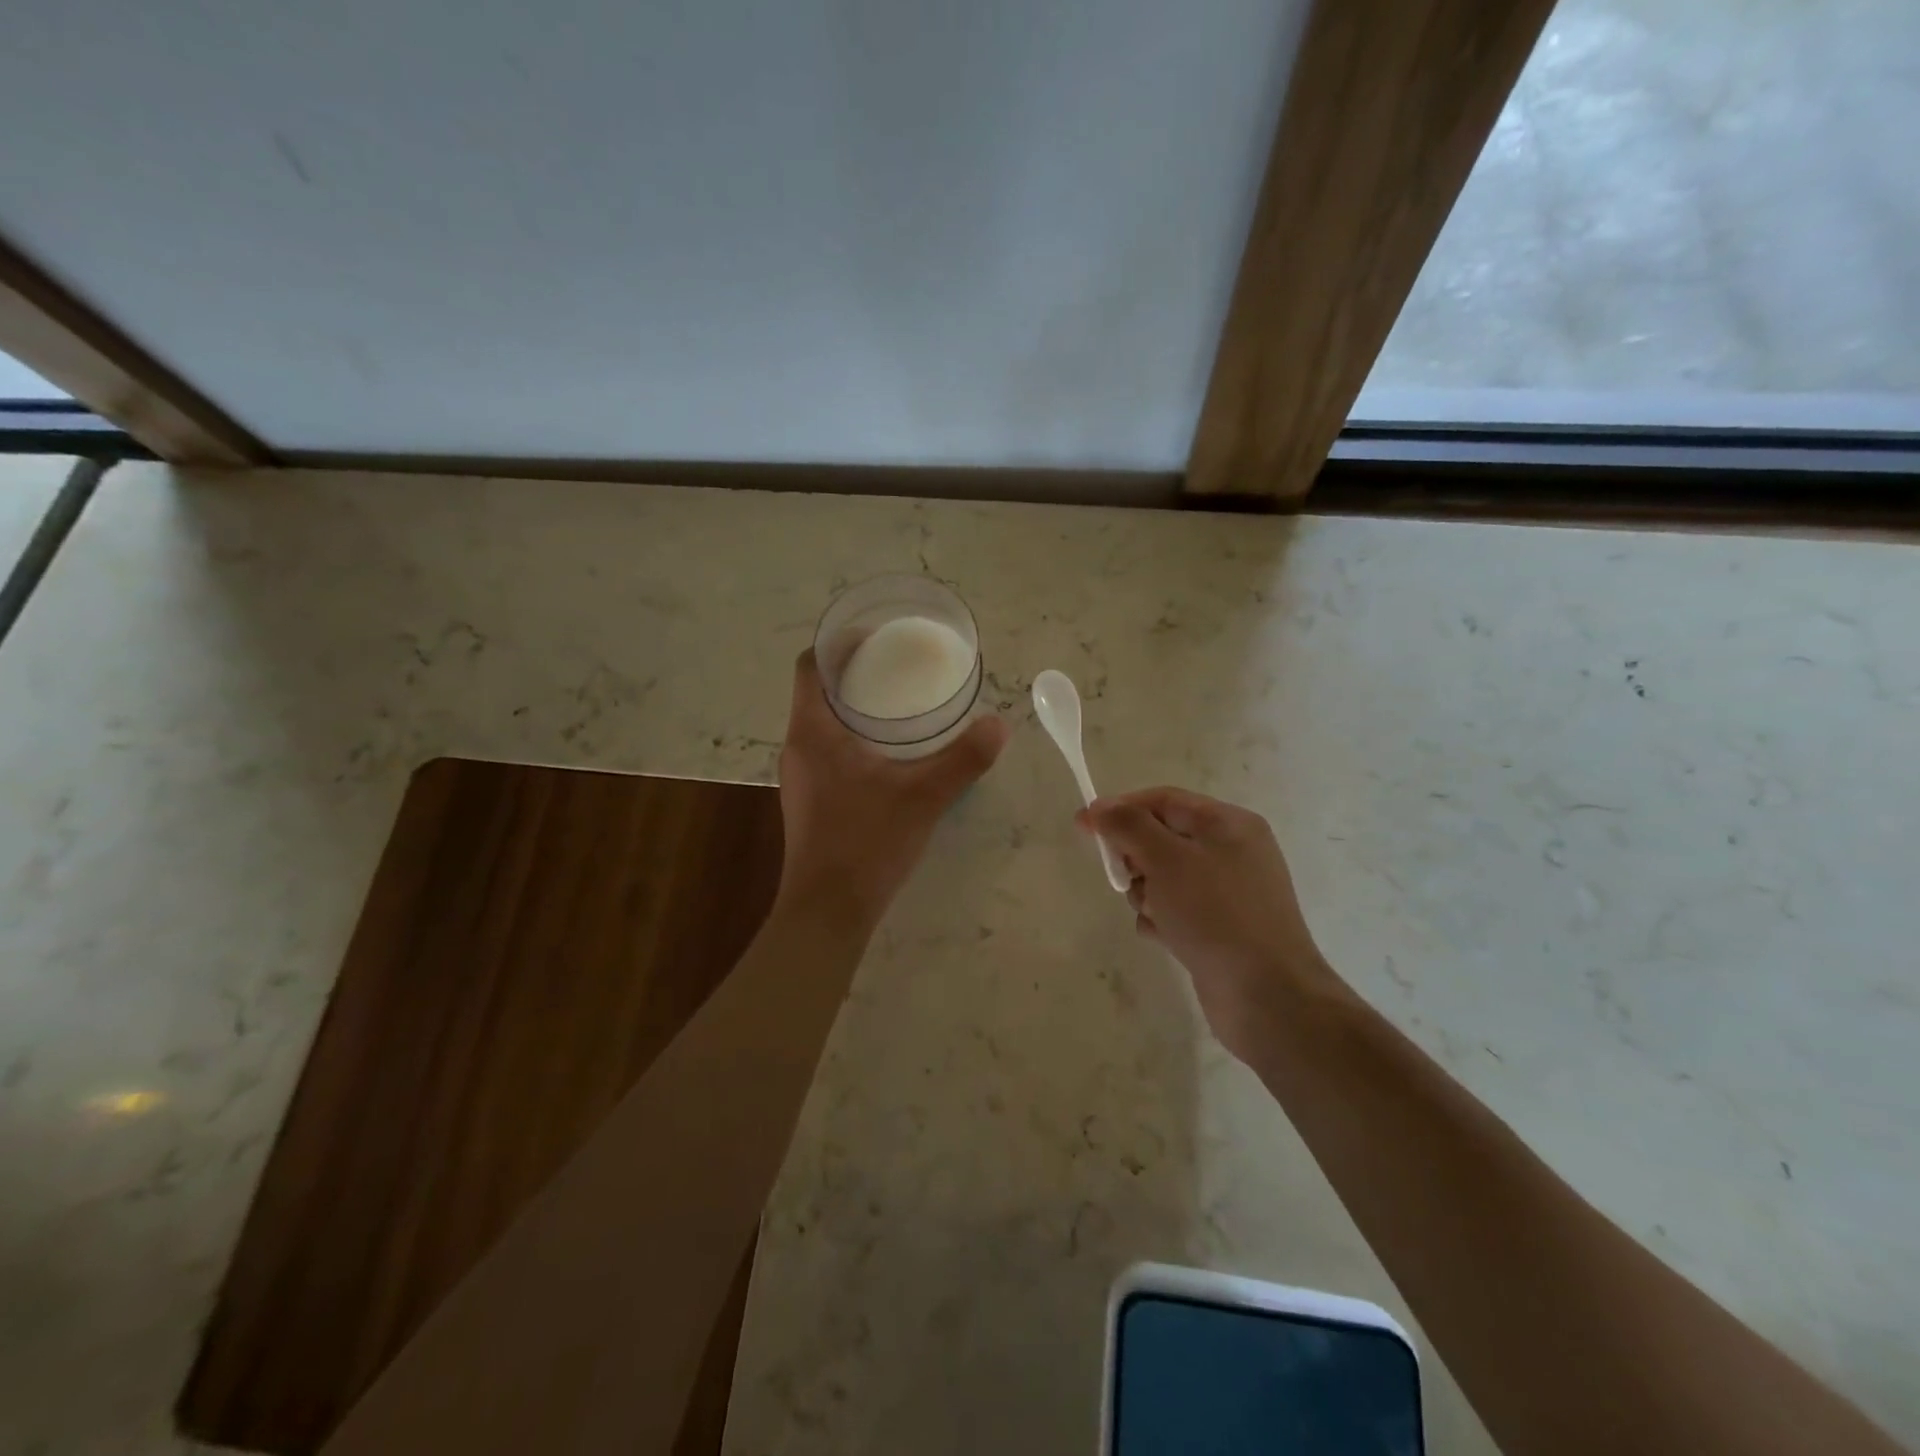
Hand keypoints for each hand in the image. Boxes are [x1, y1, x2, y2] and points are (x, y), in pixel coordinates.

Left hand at [776, 650, 1009, 930]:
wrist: (827, 911)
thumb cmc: (866, 843)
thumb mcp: (922, 797)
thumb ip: (963, 759)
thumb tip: (999, 725)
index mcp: (812, 732)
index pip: (812, 665)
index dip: (840, 643)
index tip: (878, 637)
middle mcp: (798, 747)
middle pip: (819, 691)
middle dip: (856, 672)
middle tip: (901, 666)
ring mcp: (801, 776)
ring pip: (823, 723)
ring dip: (855, 707)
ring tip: (900, 704)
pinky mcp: (810, 800)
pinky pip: (827, 750)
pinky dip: (853, 738)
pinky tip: (889, 754)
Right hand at [1080, 787, 1337, 1062]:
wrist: (1268, 997)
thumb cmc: (1216, 915)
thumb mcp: (1167, 859)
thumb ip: (1128, 826)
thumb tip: (1099, 808)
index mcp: (1228, 824)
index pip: (1162, 800)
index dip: (1120, 808)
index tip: (1082, 826)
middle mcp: (1231, 852)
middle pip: (1161, 837)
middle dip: (1135, 857)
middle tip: (1125, 879)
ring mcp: (1227, 893)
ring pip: (1163, 876)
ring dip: (1146, 893)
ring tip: (1155, 915)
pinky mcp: (1220, 928)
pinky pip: (1175, 910)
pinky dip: (1161, 920)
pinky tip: (1165, 938)